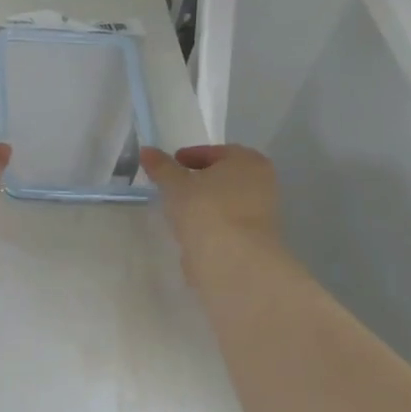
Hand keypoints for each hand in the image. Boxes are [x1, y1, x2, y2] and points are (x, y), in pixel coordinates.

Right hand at [140, 144, 282, 271]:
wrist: (233, 260)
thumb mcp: (175, 184)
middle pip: (225, 176)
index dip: (191, 156)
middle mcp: (262, 182)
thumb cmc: (206, 209)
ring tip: (179, 209)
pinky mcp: (256, 239)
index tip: (173, 164)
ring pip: (227, 201)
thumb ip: (161, 167)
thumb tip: (147, 151)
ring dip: (206, 203)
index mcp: (247, 160)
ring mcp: (262, 213)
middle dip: (200, 179)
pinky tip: (192, 230)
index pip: (216, 152)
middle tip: (175, 185)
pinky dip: (212, 222)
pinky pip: (228, 223)